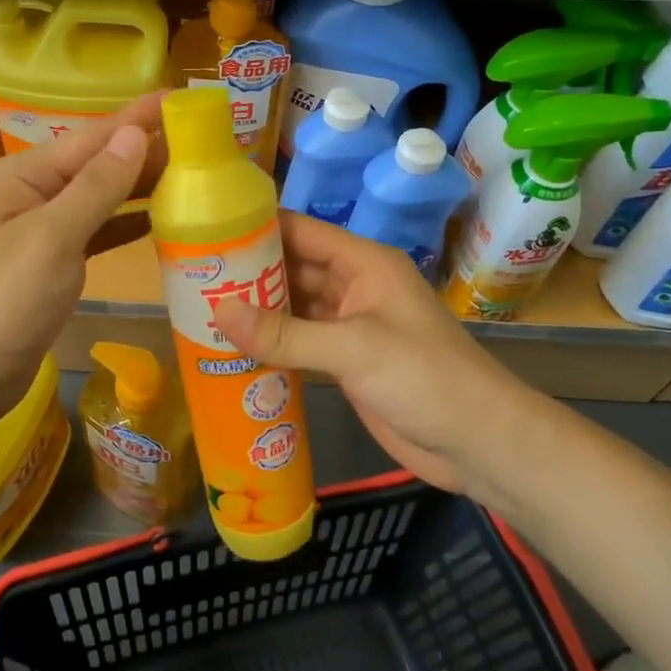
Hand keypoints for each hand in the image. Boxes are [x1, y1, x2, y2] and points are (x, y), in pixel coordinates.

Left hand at [0, 93, 164, 440]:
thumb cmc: (2, 303)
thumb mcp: (52, 239)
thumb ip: (96, 187)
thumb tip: (135, 134)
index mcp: (20, 175)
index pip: (91, 137)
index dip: (138, 118)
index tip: (183, 99)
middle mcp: (28, 193)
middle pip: (97, 163)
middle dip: (146, 151)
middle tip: (205, 141)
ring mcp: (39, 228)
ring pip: (100, 197)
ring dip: (141, 186)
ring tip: (193, 173)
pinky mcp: (51, 262)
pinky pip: (96, 231)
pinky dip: (126, 223)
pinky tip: (161, 218)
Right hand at [214, 213, 525, 494]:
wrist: (478, 443)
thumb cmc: (424, 378)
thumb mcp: (354, 349)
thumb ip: (286, 333)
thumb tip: (217, 312)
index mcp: (363, 264)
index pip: (300, 231)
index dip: (256, 228)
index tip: (206, 232)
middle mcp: (354, 287)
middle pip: (292, 269)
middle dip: (247, 273)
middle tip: (191, 280)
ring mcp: (349, 326)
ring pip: (293, 308)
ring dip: (256, 312)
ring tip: (199, 313)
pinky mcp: (346, 363)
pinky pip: (300, 344)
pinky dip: (271, 346)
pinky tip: (233, 351)